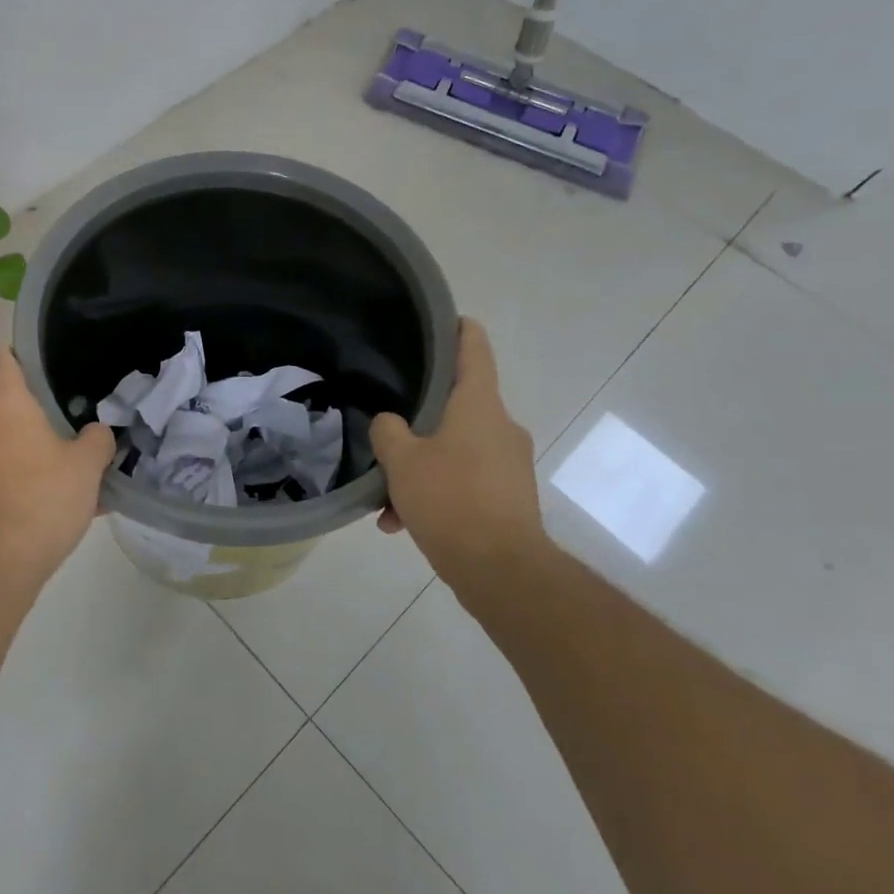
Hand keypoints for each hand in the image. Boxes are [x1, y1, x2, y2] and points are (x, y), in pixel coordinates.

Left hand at [0, 348, 114, 589]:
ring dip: (37, 449)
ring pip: (9, 442)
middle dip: (43, 409)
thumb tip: (97, 432)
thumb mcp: (87, 466)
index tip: (53, 355)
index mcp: (5, 403)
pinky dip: (27, 478)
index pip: (8, 358)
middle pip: (11, 403)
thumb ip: (98, 440)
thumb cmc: (41, 499)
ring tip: (77, 464)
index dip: (28, 352)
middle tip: (79, 415)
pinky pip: (3, 473)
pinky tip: (60, 502)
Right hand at [371, 318, 548, 598]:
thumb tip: (390, 424)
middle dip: (419, 418)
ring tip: (385, 499)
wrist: (502, 572)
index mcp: (480, 404)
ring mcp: (508, 463)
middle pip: (457, 403)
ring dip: (420, 466)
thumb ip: (388, 431)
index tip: (436, 320)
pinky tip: (402, 523)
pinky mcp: (508, 497)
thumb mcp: (402, 461)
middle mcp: (500, 426)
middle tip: (387, 425)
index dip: (456, 328)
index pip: (473, 347)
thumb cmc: (451, 500)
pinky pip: (463, 481)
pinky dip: (434, 493)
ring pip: (454, 449)